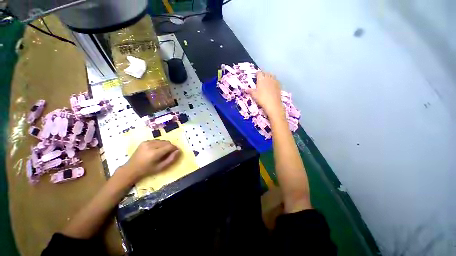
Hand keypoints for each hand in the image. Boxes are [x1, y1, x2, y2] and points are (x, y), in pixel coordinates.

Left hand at [120, 140, 180, 182]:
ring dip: (165, 145)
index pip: (170, 146)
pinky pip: (157, 140)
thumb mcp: (161, 167)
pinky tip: (156, 150)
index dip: (175, 148)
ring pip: (162, 140)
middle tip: (169, 153)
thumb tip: (178, 151)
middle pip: (167, 142)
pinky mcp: (145, 141)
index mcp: (154, 153)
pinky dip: (160, 144)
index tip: (176, 152)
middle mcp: (151, 145)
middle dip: (170, 146)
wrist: (131, 169)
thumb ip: (171, 159)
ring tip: (162, 152)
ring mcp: (147, 142)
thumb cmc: (147, 170)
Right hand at [247, 72, 283, 117]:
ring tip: (267, 79)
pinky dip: (273, 80)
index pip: (259, 73)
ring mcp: (274, 81)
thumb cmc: (261, 98)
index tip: (256, 76)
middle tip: (261, 78)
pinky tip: (272, 84)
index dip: (257, 74)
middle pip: (266, 73)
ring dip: (269, 76)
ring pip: (272, 75)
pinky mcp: (279, 85)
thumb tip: (245, 89)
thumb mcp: (254, 95)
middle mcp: (268, 78)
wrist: (272, 103)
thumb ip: (250, 91)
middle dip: (263, 74)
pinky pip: (276, 80)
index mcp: (261, 79)